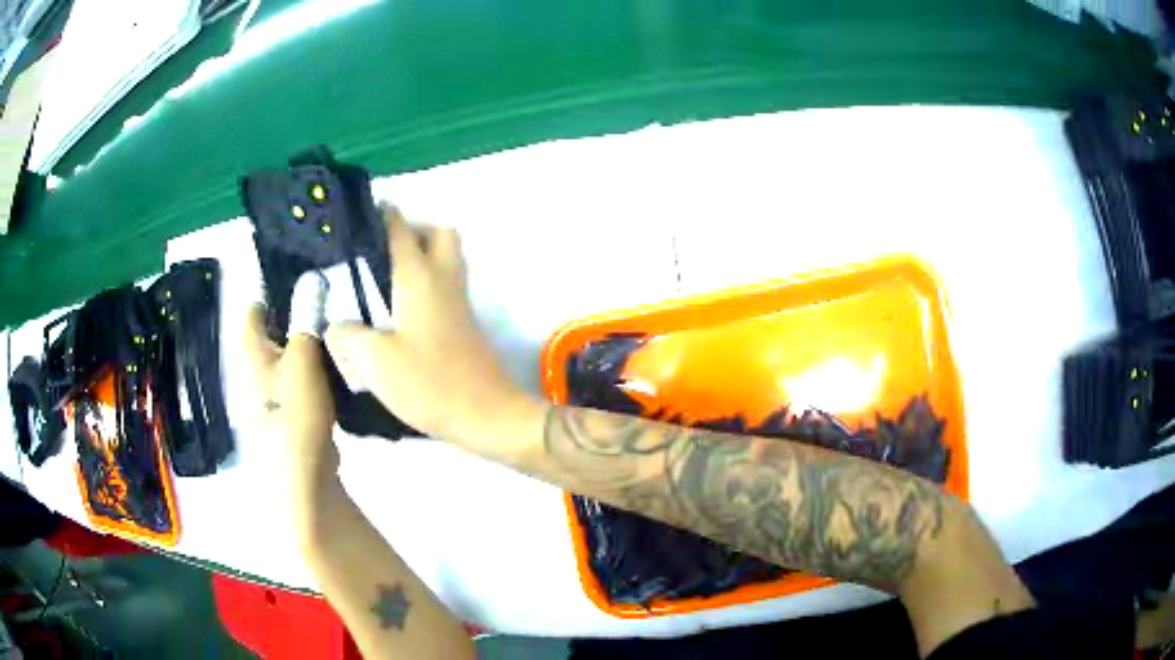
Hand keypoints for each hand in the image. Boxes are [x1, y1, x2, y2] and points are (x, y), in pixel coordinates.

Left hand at [243, 304, 338, 500]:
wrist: (302, 473)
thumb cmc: (296, 409)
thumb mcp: (304, 356)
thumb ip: (307, 318)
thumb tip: (313, 278)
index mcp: (252, 353)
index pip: (253, 313)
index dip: (272, 296)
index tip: (300, 287)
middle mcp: (253, 372)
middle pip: (269, 337)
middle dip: (292, 323)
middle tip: (325, 311)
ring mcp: (267, 397)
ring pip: (284, 362)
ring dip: (303, 351)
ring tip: (333, 341)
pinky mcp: (285, 417)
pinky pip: (295, 385)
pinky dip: (309, 376)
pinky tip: (332, 378)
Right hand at [324, 208, 525, 448]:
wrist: (486, 414)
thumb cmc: (429, 383)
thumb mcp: (374, 361)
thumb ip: (348, 336)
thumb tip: (338, 326)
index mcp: (419, 277)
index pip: (400, 229)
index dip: (382, 216)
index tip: (359, 217)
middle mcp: (444, 279)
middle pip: (437, 233)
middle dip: (411, 231)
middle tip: (379, 254)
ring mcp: (460, 301)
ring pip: (446, 259)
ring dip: (421, 257)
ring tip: (384, 283)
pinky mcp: (465, 323)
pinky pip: (446, 285)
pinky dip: (426, 283)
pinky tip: (400, 313)